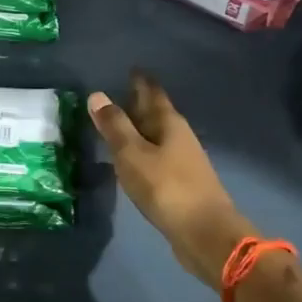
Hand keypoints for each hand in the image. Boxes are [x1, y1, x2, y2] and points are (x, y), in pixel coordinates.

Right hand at [89, 71, 255, 286]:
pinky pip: (158, 157)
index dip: (141, 81)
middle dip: (140, 103)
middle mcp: (179, 137)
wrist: (204, 233)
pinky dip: (143, 152)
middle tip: (119, 93)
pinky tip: (133, 160)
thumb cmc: (166, 187)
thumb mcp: (132, 154)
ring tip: (120, 125)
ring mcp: (183, 161)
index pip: (153, 93)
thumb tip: (97, 95)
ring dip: (141, 129)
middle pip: (157, 113)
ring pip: (158, 136)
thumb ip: (114, 126)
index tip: (132, 69)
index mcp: (169, 124)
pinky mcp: (181, 183)